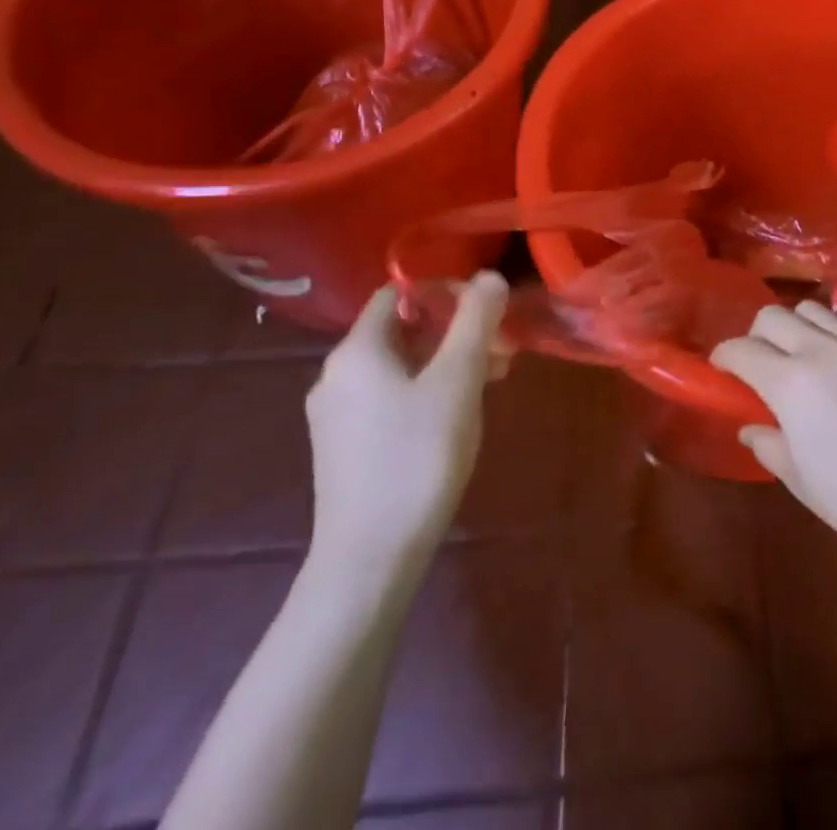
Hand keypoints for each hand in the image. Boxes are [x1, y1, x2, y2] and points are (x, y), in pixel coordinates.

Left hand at [305, 273, 507, 582]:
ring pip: (400, 366)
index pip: (397, 293)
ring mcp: (336, 415)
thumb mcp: (457, 381)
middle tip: (500, 350)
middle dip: (455, 331)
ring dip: (446, 362)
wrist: (369, 559)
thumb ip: (475, 321)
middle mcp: (336, 375)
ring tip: (491, 382)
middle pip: (401, 329)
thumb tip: (490, 276)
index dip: (444, 291)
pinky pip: (389, 398)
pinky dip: (426, 391)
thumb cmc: (416, 457)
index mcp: (356, 350)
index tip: (486, 311)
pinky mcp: (344, 448)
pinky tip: (457, 416)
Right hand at [710, 302, 836, 569]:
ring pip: (813, 308)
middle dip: (756, 335)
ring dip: (796, 326)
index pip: (741, 350)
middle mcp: (821, 349)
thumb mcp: (803, 482)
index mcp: (790, 383)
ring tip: (800, 353)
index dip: (724, 357)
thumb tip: (751, 427)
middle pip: (773, 316)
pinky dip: (836, 325)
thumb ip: (770, 446)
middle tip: (759, 364)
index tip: (721, 370)